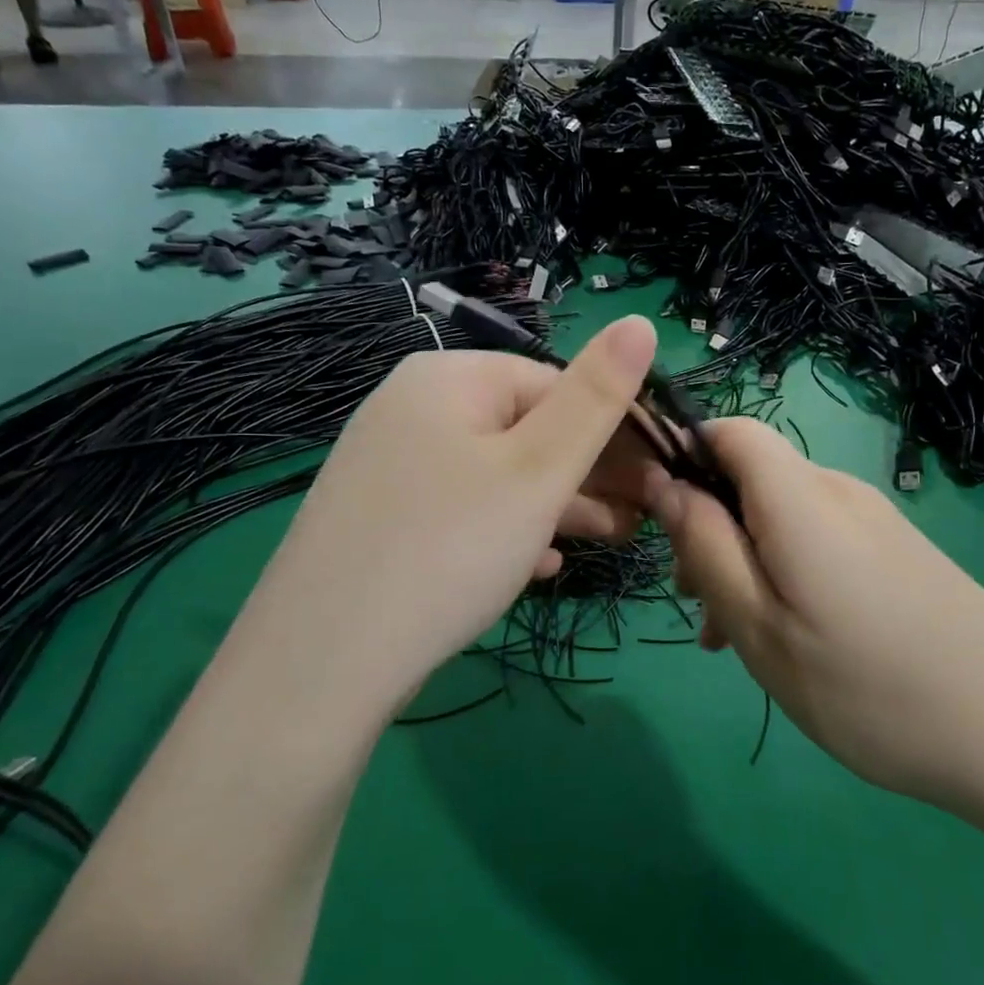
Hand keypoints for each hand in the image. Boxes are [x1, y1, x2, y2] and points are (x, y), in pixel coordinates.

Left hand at [247, 316, 663, 730]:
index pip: (555, 383)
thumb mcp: (539, 469)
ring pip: (497, 473)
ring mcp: (391, 464)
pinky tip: (541, 566)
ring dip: (559, 504)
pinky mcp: (381, 518)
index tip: (661, 475)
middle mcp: (412, 408)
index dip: (616, 428)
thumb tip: (642, 321)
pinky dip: (508, 530)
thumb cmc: (450, 547)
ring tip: (610, 539)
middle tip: (643, 516)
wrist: (322, 663)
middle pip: (525, 428)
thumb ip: (597, 395)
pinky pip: (462, 510)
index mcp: (448, 378)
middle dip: (591, 472)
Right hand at [652, 419, 983, 824]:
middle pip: (752, 479)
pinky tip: (793, 639)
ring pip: (783, 517)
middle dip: (709, 528)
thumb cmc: (873, 689)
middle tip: (698, 608)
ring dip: (746, 561)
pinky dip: (788, 574)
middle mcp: (841, 493)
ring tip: (737, 640)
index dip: (685, 456)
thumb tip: (665, 484)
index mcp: (801, 498)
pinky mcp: (901, 554)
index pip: (730, 430)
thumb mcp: (762, 628)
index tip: (661, 521)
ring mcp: (878, 523)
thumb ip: (706, 547)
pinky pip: (821, 543)